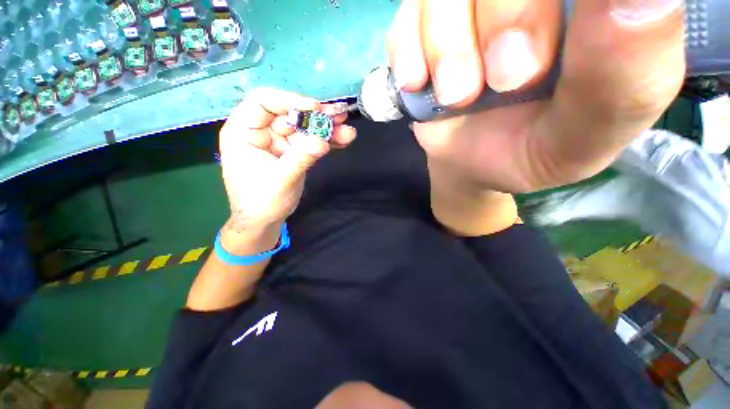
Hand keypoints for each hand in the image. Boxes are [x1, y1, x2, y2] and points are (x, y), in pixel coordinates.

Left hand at [218, 88, 356, 240]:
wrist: (263, 221)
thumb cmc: (261, 202)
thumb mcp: (280, 180)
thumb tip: (322, 141)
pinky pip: (311, 142)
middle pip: (291, 114)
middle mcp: (262, 132)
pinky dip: (327, 142)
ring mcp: (279, 142)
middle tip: (341, 116)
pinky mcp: (293, 152)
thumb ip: (301, 158)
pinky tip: (343, 140)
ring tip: (348, 131)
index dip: (290, 100)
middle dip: (317, 117)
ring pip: (305, 129)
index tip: (316, 109)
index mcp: (244, 131)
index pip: (264, 102)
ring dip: (327, 129)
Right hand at [388, 0, 684, 192]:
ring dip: (447, 46)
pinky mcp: (423, 24)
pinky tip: (418, 83)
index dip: (542, 1)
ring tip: (457, 96)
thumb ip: (626, 78)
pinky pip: (407, 16)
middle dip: (507, 16)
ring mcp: (469, 1)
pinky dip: (408, 49)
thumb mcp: (585, 135)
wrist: (470, 161)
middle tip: (504, 81)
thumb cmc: (531, 151)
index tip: (542, 55)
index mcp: (597, 7)